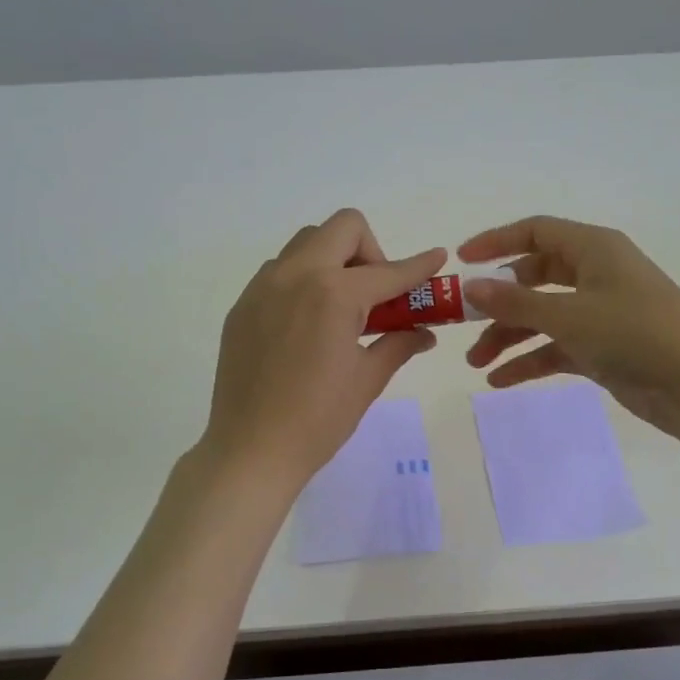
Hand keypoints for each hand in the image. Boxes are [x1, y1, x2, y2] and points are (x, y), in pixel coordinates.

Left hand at [201, 210, 445, 491]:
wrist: (251, 450)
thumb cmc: (319, 419)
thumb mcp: (368, 379)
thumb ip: (398, 343)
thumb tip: (424, 332)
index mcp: (333, 294)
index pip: (388, 271)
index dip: (418, 266)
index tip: (437, 258)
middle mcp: (295, 275)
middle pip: (342, 228)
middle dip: (370, 251)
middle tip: (376, 295)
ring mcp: (262, 288)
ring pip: (307, 244)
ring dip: (334, 261)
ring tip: (341, 309)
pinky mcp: (243, 306)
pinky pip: (280, 271)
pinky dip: (305, 281)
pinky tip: (308, 325)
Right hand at [458, 216, 679, 438]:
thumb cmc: (635, 333)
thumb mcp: (569, 314)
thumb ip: (515, 301)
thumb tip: (470, 286)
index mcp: (593, 249)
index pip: (535, 232)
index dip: (496, 243)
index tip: (460, 262)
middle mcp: (596, 274)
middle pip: (534, 278)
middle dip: (498, 302)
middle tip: (462, 323)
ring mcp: (600, 313)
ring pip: (543, 316)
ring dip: (509, 336)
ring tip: (475, 364)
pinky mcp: (604, 348)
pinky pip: (557, 347)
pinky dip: (531, 360)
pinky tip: (501, 381)